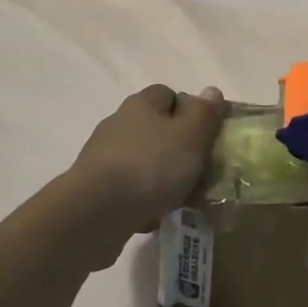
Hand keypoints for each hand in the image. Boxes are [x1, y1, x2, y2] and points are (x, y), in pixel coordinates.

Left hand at [54, 85, 225, 268]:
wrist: (96, 212)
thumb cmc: (150, 166)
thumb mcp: (190, 136)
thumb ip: (204, 114)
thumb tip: (212, 91)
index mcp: (141, 104)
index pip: (168, 94)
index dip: (189, 110)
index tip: (206, 134)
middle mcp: (119, 123)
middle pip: (155, 128)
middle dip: (177, 147)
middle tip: (199, 169)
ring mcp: (103, 156)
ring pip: (142, 160)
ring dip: (160, 175)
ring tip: (181, 198)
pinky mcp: (95, 187)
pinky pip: (128, 188)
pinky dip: (143, 198)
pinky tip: (155, 215)